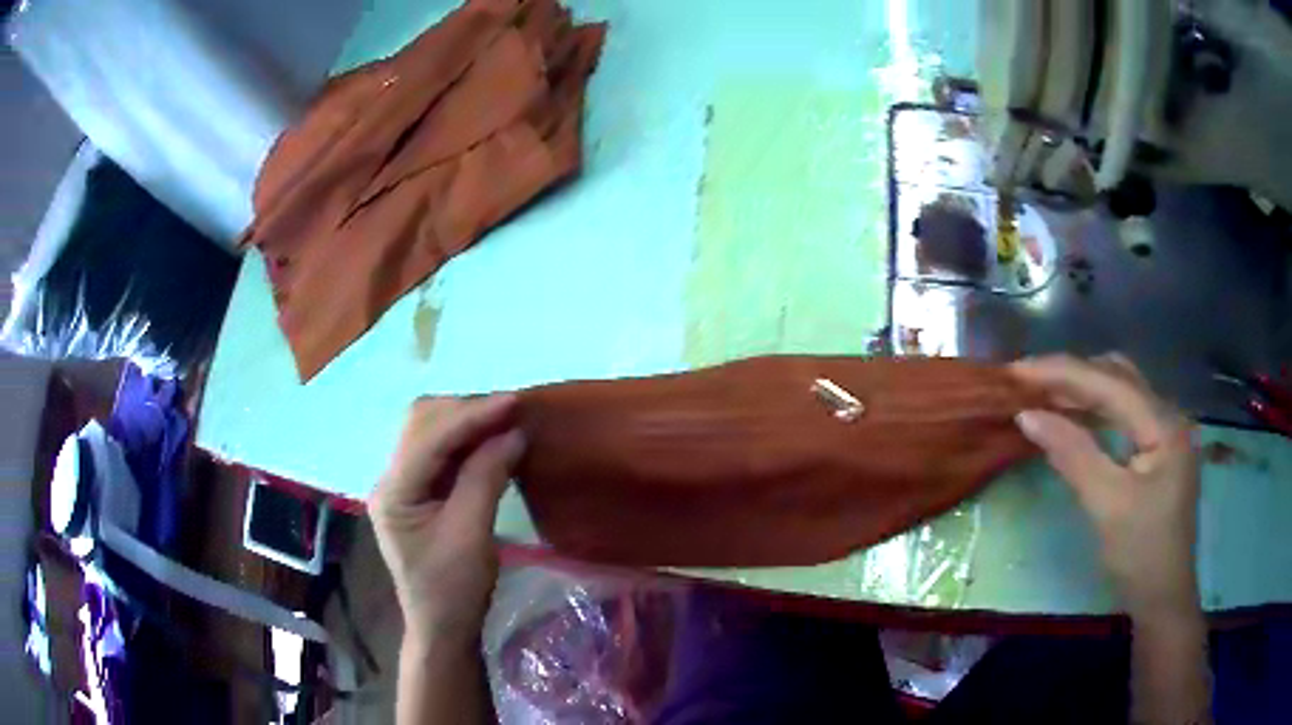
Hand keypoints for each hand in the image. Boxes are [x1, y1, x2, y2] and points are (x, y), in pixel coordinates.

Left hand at [369, 395, 524, 643]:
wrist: (443, 628)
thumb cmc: (454, 590)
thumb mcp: (472, 536)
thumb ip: (486, 478)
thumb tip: (512, 433)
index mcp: (394, 492)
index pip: (429, 439)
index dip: (471, 416)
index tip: (514, 402)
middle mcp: (390, 479)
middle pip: (421, 424)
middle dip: (466, 411)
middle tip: (511, 411)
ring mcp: (402, 484)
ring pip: (429, 432)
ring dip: (466, 421)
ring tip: (505, 420)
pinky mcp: (418, 492)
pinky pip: (440, 451)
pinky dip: (466, 440)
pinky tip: (490, 440)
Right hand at [1010, 354, 1200, 618]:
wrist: (1163, 599)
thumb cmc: (1140, 556)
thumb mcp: (1106, 506)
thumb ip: (1072, 454)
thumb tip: (1027, 415)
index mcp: (1163, 423)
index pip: (1109, 381)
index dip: (1062, 372)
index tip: (1017, 371)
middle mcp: (1168, 414)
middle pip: (1117, 375)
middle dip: (1072, 374)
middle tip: (1028, 382)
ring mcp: (1165, 431)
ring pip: (1121, 391)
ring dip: (1083, 389)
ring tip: (1044, 395)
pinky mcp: (1158, 449)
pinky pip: (1123, 414)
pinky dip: (1096, 410)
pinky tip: (1075, 419)